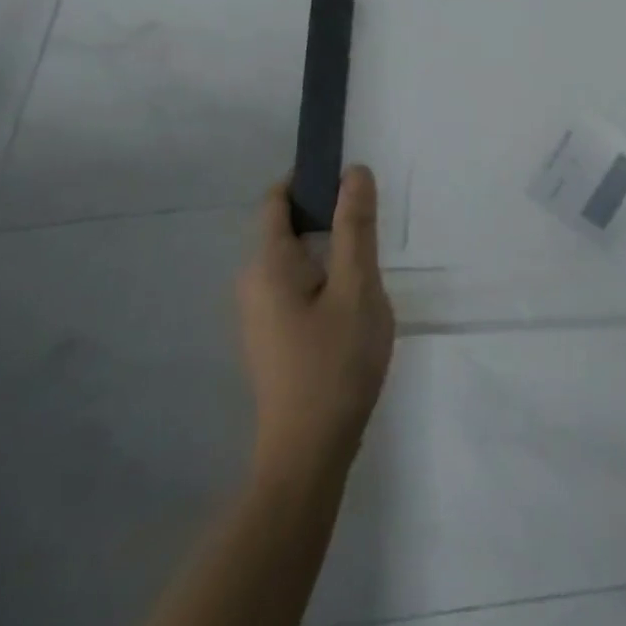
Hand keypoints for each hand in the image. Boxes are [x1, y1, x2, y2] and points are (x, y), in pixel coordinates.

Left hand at [238, 167, 395, 480]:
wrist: (309, 454)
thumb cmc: (334, 363)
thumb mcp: (357, 286)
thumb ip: (356, 226)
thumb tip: (354, 171)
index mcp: (267, 264)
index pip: (278, 199)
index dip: (309, 177)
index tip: (349, 173)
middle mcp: (253, 283)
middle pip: (287, 227)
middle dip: (327, 212)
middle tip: (372, 216)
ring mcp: (260, 314)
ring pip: (296, 258)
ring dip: (329, 245)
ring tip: (370, 253)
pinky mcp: (273, 336)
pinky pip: (297, 284)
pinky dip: (324, 273)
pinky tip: (354, 293)